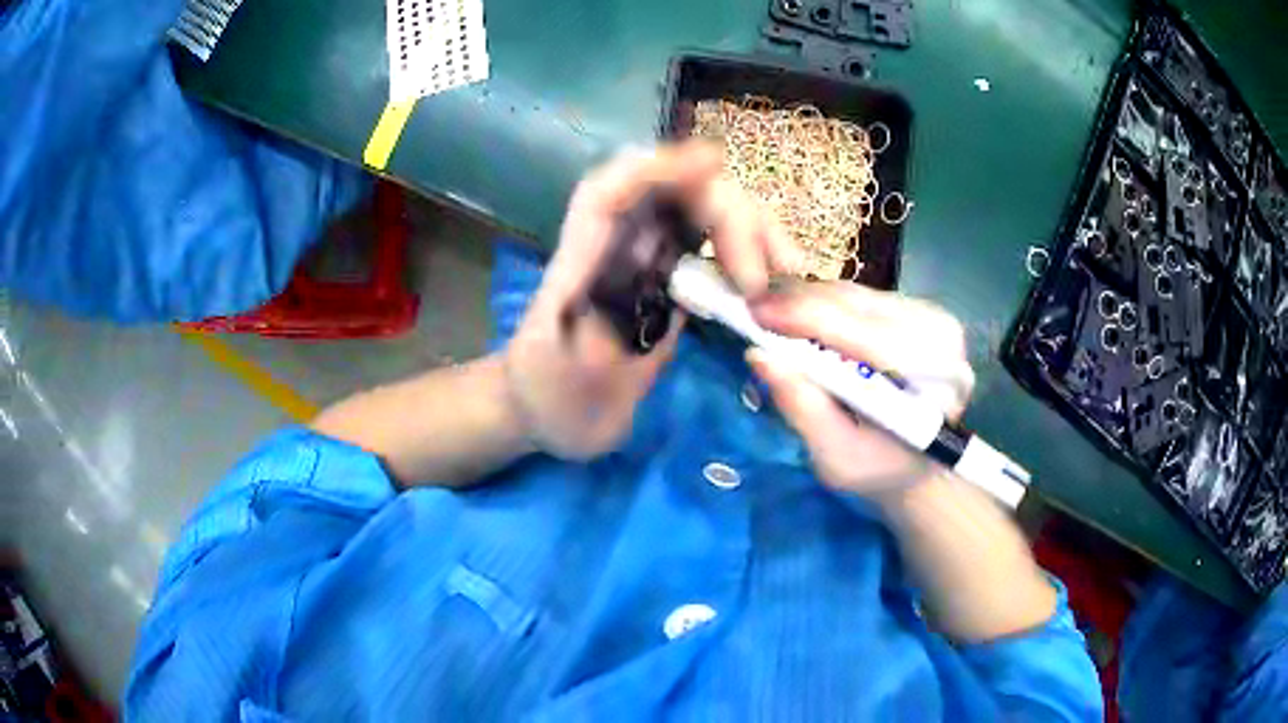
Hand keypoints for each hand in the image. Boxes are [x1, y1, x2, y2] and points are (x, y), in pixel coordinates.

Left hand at [503, 141, 799, 459]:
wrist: (553, 415)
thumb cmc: (548, 400)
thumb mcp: (554, 385)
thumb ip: (582, 351)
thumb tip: (617, 320)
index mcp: (580, 263)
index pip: (610, 194)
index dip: (659, 167)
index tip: (713, 162)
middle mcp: (618, 247)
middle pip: (674, 195)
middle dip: (730, 215)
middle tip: (768, 275)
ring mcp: (649, 260)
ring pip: (703, 215)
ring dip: (751, 230)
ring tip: (788, 271)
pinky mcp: (671, 280)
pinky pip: (715, 246)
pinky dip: (751, 254)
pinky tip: (777, 278)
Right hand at [748, 282, 974, 499]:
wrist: (915, 465)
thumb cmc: (878, 469)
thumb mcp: (837, 456)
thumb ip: (804, 408)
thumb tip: (760, 357)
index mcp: (933, 376)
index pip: (866, 334)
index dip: (808, 319)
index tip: (757, 313)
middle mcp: (940, 333)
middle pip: (859, 305)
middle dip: (801, 305)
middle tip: (753, 311)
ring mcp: (932, 316)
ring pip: (857, 294)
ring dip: (810, 302)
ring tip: (771, 315)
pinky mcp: (917, 309)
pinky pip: (861, 297)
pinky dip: (825, 304)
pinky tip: (801, 317)